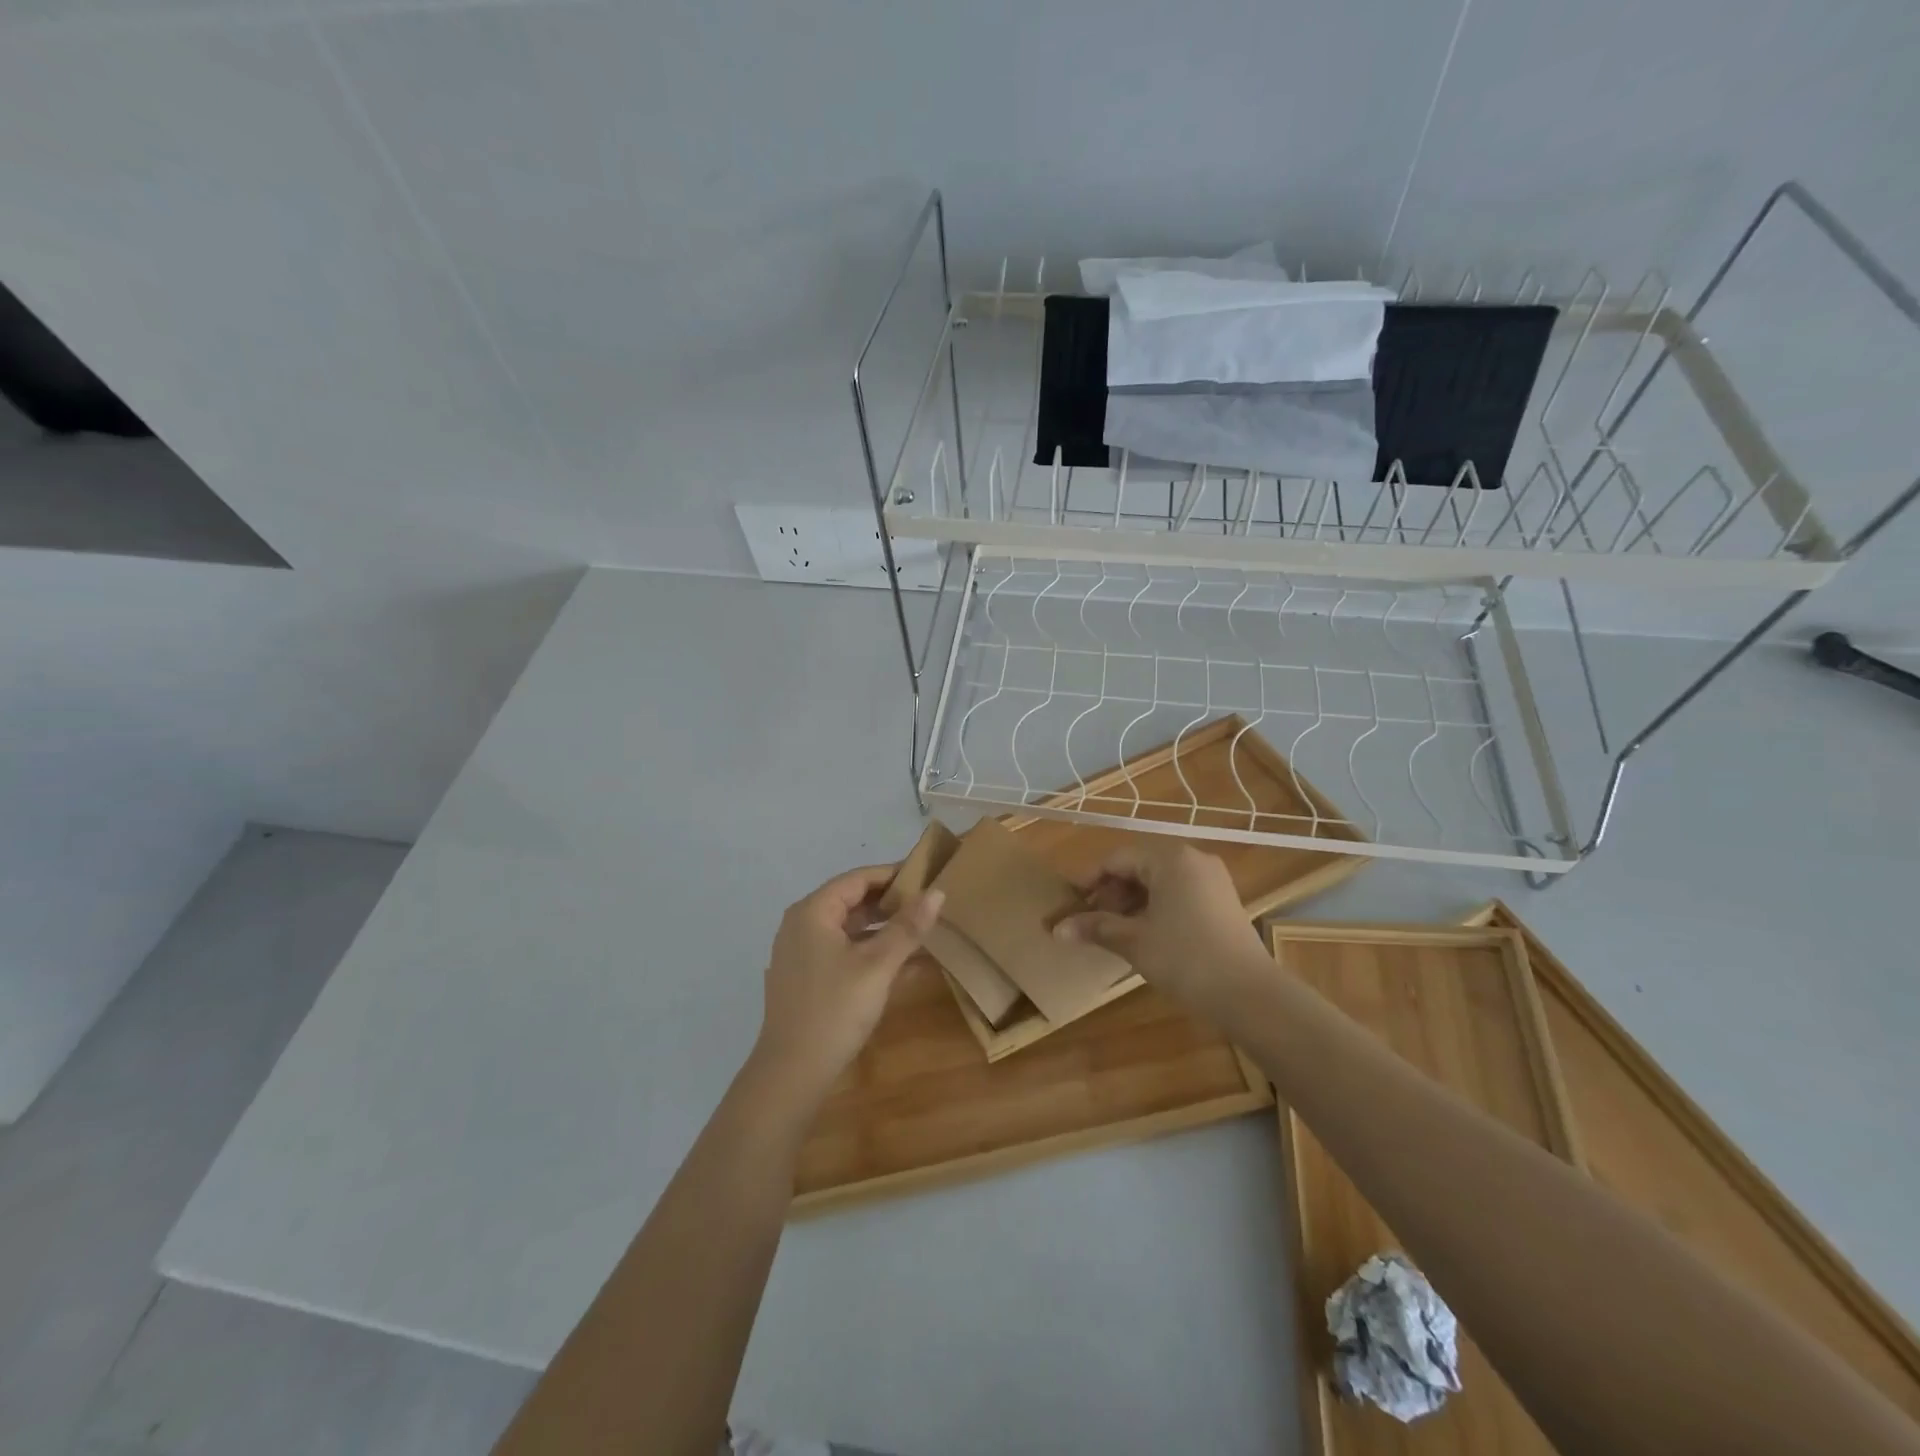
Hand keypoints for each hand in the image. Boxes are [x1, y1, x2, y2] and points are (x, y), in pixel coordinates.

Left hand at [750, 865, 942, 1101]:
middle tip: (928, 904)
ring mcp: (800, 952)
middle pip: (851, 900)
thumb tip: (937, 892)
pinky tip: (900, 963)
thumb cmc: (835, 1010)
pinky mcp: (805, 977)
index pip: (858, 879)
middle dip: (889, 902)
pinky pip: (842, 950)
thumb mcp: (878, 965)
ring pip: (848, 928)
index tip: (927, 877)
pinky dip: (869, 951)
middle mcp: (801, 924)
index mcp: (812, 912)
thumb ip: (907, 927)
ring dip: (882, 928)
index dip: (893, 875)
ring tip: (919, 930)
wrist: (792, 1073)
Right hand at [1053, 842, 1268, 1018]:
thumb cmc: (1185, 958)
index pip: (1117, 859)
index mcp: (1170, 859)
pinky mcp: (1224, 903)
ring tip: (1116, 934)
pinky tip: (1147, 937)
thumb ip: (1095, 928)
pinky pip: (1180, 895)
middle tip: (1093, 924)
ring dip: (1133, 904)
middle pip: (1140, 868)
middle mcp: (1193, 860)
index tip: (1072, 906)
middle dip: (1112, 895)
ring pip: (1160, 883)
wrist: (1249, 995)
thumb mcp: (1134, 941)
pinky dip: (1157, 910)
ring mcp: (1213, 881)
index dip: (1090, 882)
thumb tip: (1057, 929)